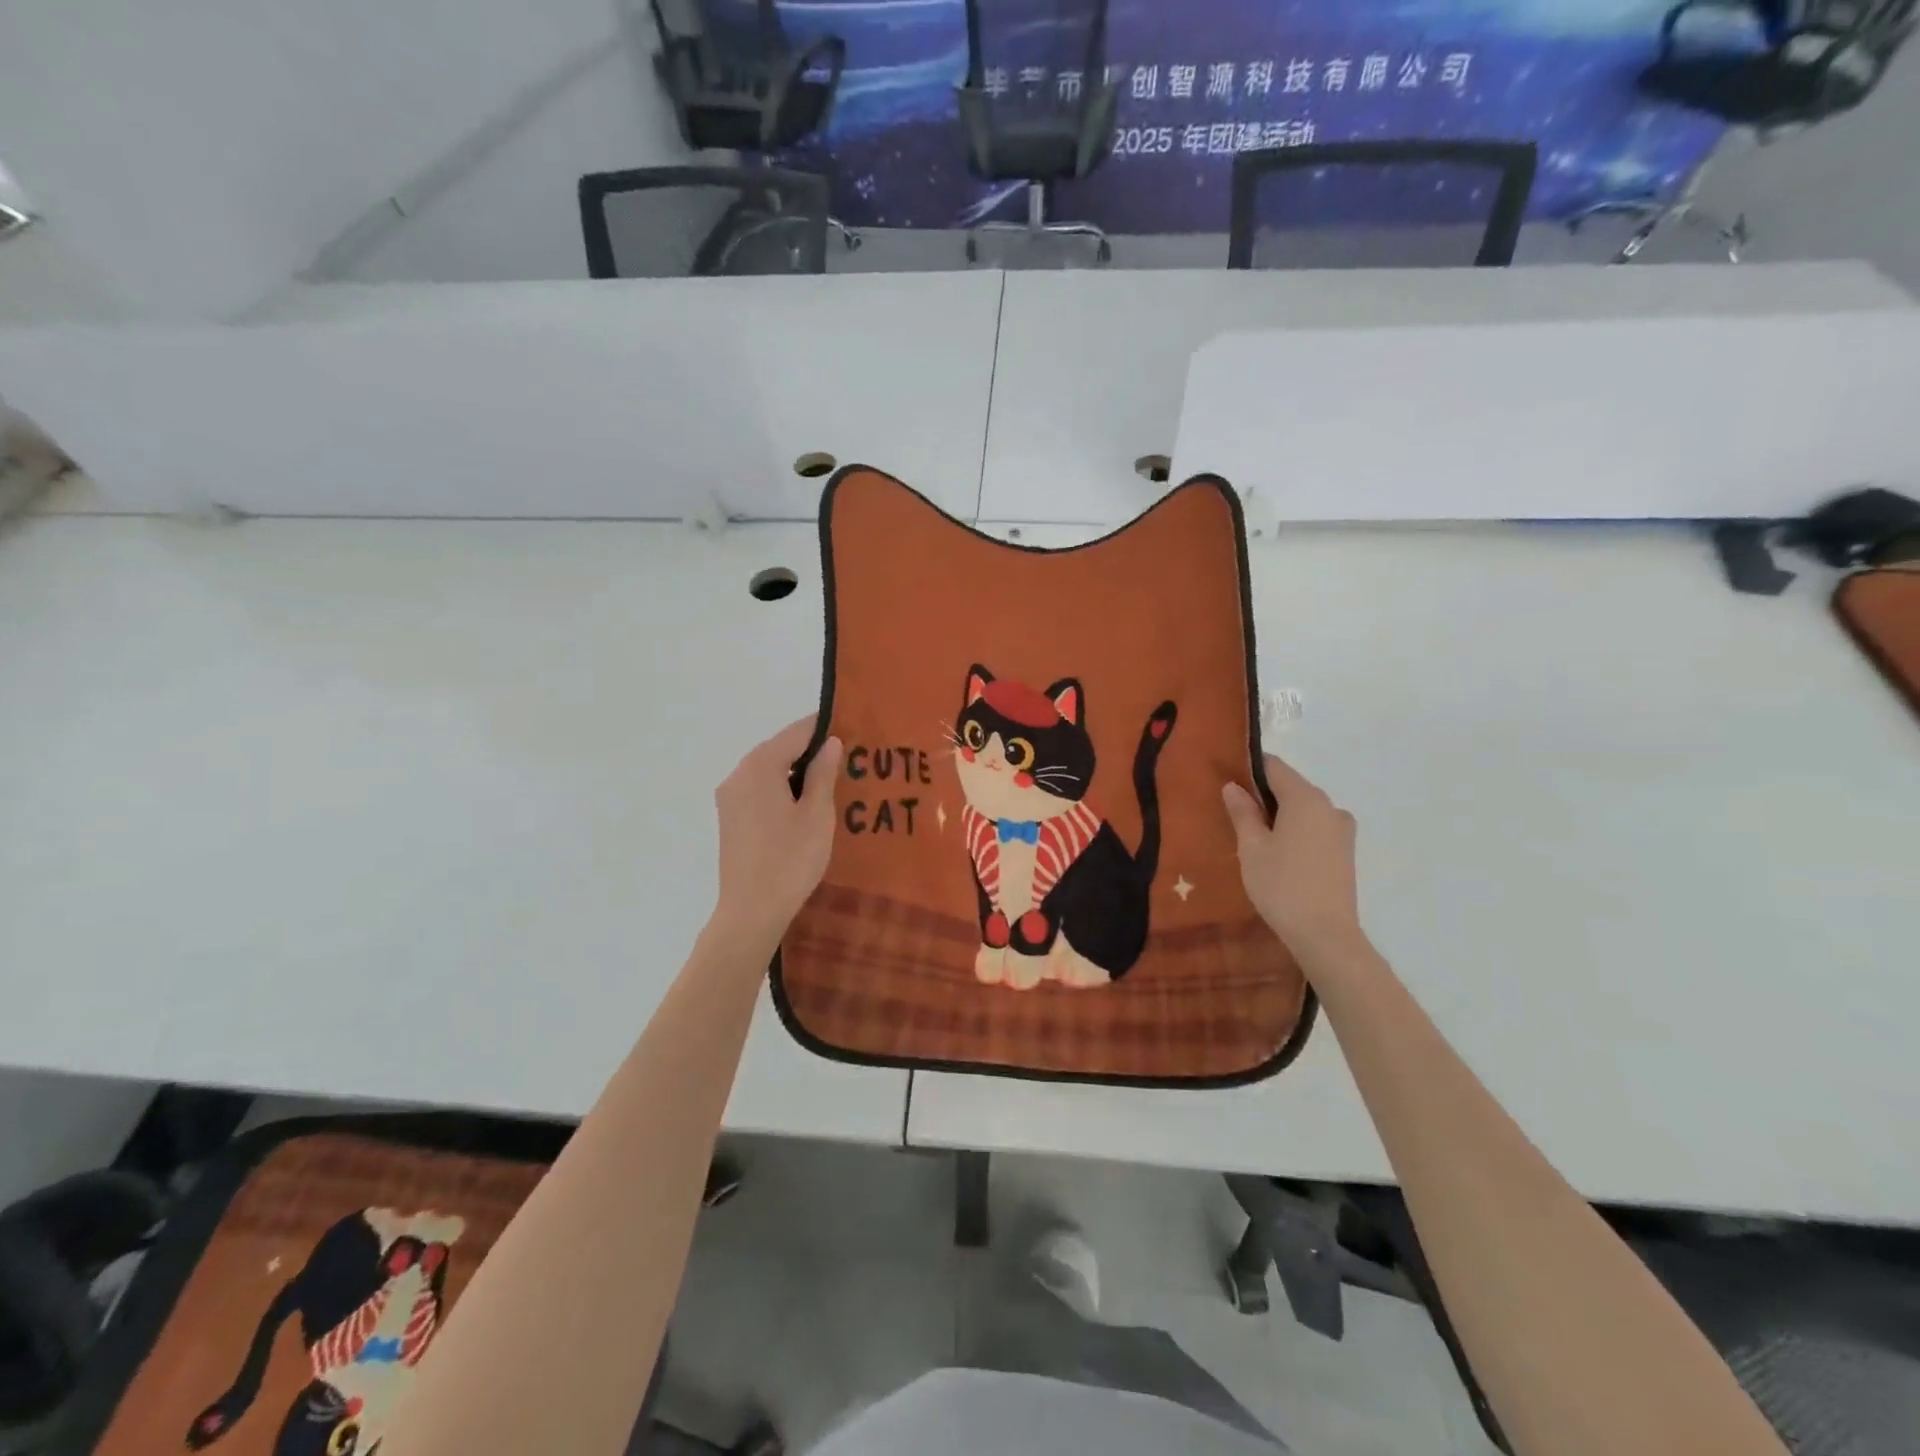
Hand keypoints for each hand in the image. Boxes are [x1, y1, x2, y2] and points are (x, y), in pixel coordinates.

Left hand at [712, 717, 843, 948]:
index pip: (796, 732)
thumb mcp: (817, 814)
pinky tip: (804, 805)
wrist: (751, 911)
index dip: (823, 727)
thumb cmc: (790, 860)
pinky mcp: (730, 818)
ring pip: (768, 770)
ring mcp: (730, 797)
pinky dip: (782, 788)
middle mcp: (738, 774)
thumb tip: (830, 742)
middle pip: (779, 749)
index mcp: (760, 766)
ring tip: (831, 781)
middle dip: (810, 750)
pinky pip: (759, 790)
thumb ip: (823, 773)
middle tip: (847, 757)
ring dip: (796, 771)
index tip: (851, 726)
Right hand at [1222, 753, 1362, 967]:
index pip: (1274, 766)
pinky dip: (1295, 829)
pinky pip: (1315, 827)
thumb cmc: (1281, 885)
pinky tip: (1277, 850)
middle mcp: (1329, 806)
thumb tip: (1233, 786)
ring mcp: (1342, 829)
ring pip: (1304, 808)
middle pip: (1291, 786)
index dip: (1249, 767)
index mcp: (1305, 797)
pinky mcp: (1345, 851)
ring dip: (1280, 813)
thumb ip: (1242, 812)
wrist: (1325, 935)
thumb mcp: (1251, 847)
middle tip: (1233, 808)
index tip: (1226, 776)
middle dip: (1263, 792)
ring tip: (1253, 833)